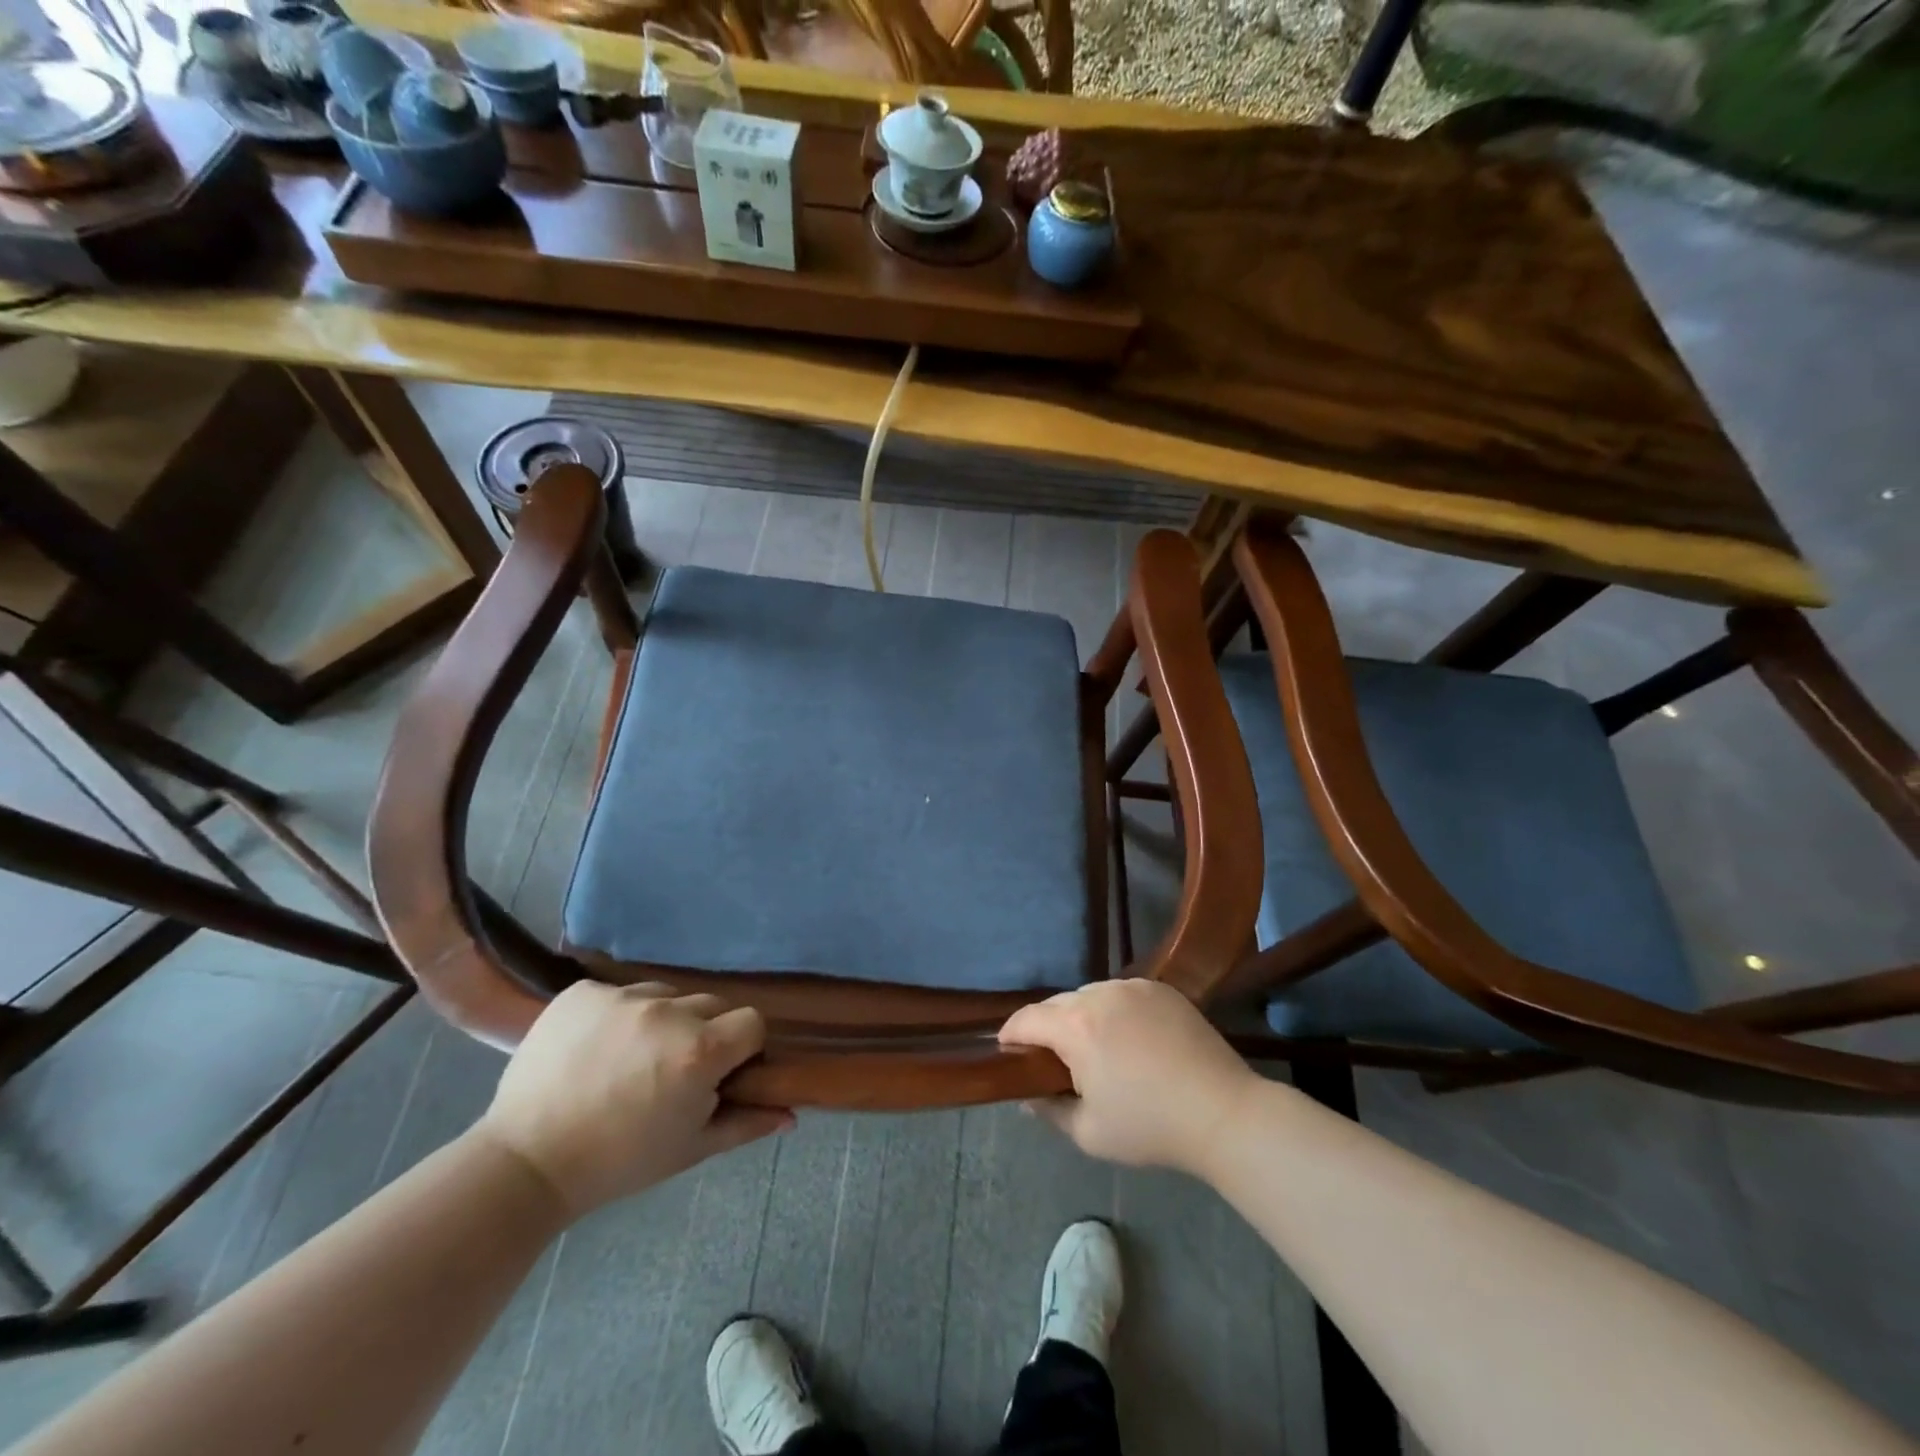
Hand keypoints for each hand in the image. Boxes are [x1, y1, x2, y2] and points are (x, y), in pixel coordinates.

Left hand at [477, 982, 791, 1217]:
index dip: (743, 1048)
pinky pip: (620, 992)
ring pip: (667, 995)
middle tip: (673, 1071)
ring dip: (662, 1020)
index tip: (722, 1072)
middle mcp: (668, 1011)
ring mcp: (622, 996)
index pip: (752, 1022)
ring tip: (631, 1059)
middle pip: (710, 1005)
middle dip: (704, 1033)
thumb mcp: (690, 1148)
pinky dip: (618, 1015)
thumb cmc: (619, 1162)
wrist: (526, 1161)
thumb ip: (746, 1123)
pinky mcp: (583, 992)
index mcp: (700, 1050)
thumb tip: (791, 1114)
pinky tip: (597, 1048)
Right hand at [998, 979, 1255, 1174]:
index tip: (1008, 1054)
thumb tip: (1027, 1095)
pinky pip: (1121, 994)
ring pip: (1089, 995)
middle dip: (1047, 1029)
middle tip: (1053, 1061)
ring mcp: (1133, 987)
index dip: (1010, 1036)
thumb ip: (1049, 1110)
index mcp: (1076, 1027)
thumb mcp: (1088, 1132)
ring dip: (1081, 1017)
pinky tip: (1128, 1039)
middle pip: (1057, 1004)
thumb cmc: (1150, 1127)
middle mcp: (1099, 994)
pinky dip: (1113, 1011)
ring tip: (1094, 1049)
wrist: (1223, 1112)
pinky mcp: (1160, 988)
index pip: (1026, 1019)